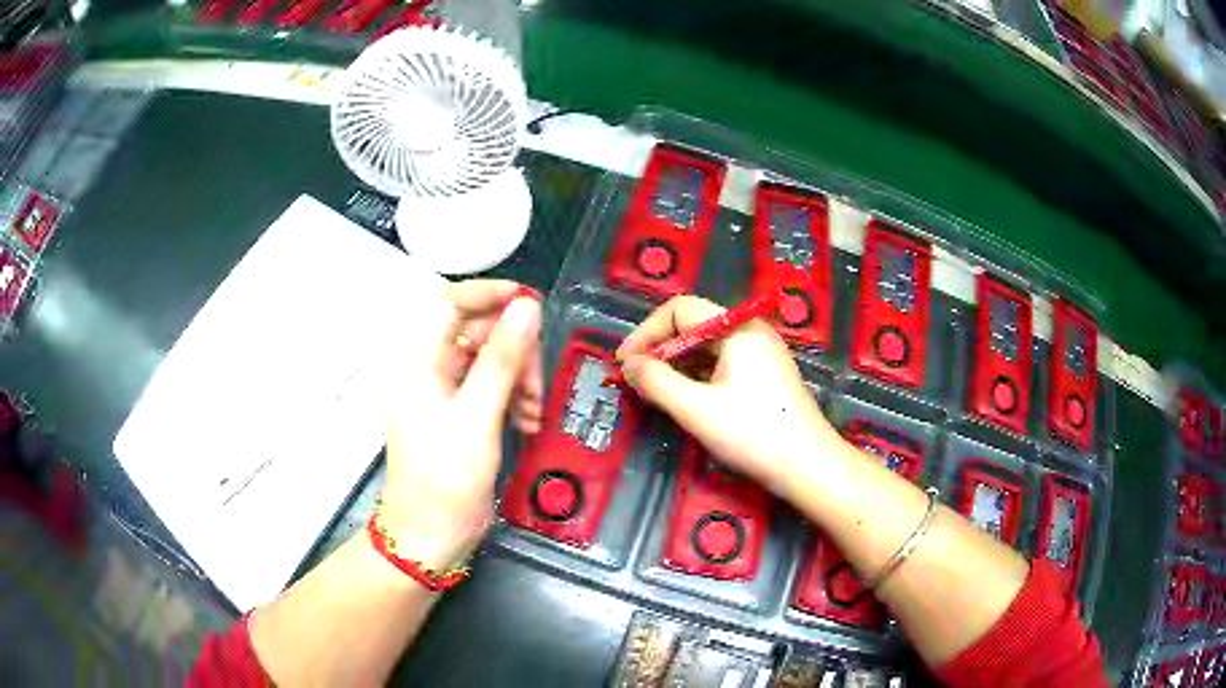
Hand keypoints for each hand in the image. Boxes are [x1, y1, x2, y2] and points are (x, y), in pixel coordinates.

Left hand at [381, 280, 542, 570]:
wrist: (429, 535)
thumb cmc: (444, 477)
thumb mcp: (476, 417)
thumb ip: (502, 360)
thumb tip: (527, 307)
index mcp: (420, 361)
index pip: (451, 303)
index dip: (490, 295)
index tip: (531, 304)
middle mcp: (431, 370)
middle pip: (479, 332)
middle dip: (515, 352)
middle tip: (535, 383)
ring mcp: (447, 394)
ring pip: (492, 361)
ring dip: (520, 379)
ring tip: (534, 412)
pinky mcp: (463, 416)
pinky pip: (493, 389)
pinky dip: (515, 399)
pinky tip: (528, 423)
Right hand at [617, 295, 838, 491]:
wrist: (809, 467)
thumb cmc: (753, 435)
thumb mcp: (696, 409)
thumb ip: (656, 382)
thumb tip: (629, 365)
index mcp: (737, 328)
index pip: (680, 309)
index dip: (647, 333)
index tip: (625, 364)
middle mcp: (750, 331)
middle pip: (694, 325)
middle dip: (660, 350)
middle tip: (636, 381)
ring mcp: (761, 352)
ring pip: (707, 346)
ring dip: (676, 365)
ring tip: (654, 393)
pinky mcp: (765, 374)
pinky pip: (722, 363)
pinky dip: (697, 376)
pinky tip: (685, 398)